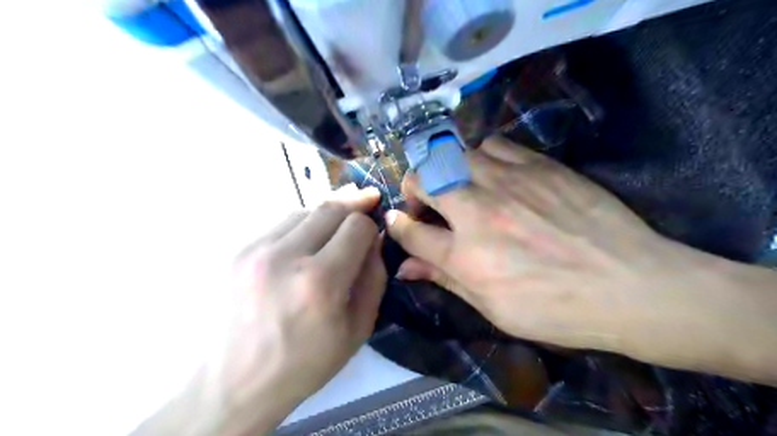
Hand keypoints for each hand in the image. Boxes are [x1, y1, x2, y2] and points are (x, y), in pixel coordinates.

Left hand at [211, 186, 384, 433]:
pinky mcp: (237, 251)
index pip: (357, 226)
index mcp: (320, 282)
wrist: (234, 383)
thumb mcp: (358, 329)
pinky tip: (304, 243)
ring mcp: (255, 250)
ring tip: (334, 230)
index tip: (373, 234)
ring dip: (326, 216)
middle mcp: (285, 256)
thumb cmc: (304, 363)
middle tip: (366, 202)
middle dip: (354, 205)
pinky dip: (301, 226)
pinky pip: (280, 223)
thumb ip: (374, 277)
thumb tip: (376, 239)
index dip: (371, 226)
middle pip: (331, 207)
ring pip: (304, 210)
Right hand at [384, 138, 694, 352]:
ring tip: (459, 186)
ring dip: (446, 171)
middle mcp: (478, 212)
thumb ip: (444, 280)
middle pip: (422, 180)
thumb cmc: (557, 309)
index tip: (396, 222)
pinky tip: (492, 173)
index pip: (409, 230)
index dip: (396, 225)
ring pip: (454, 155)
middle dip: (411, 188)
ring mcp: (508, 182)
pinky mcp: (537, 165)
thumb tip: (404, 269)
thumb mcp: (493, 308)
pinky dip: (481, 156)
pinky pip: (492, 144)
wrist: (631, 285)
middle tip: (422, 202)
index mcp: (465, 256)